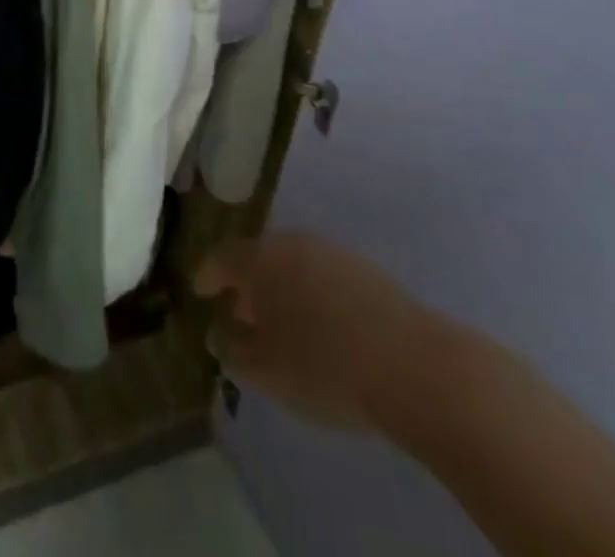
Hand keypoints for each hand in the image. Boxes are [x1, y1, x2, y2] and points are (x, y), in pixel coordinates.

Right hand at [196, 231, 452, 435]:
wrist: (414, 364)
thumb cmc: (325, 366)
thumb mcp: (267, 372)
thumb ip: (235, 351)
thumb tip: (219, 335)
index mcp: (260, 260)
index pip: (222, 258)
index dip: (207, 274)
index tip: (199, 290)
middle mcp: (292, 243)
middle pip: (259, 257)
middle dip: (247, 283)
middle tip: (240, 312)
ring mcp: (332, 252)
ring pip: (293, 264)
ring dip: (281, 288)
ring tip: (282, 323)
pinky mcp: (366, 270)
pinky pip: (323, 275)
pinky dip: (311, 294)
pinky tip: (321, 326)